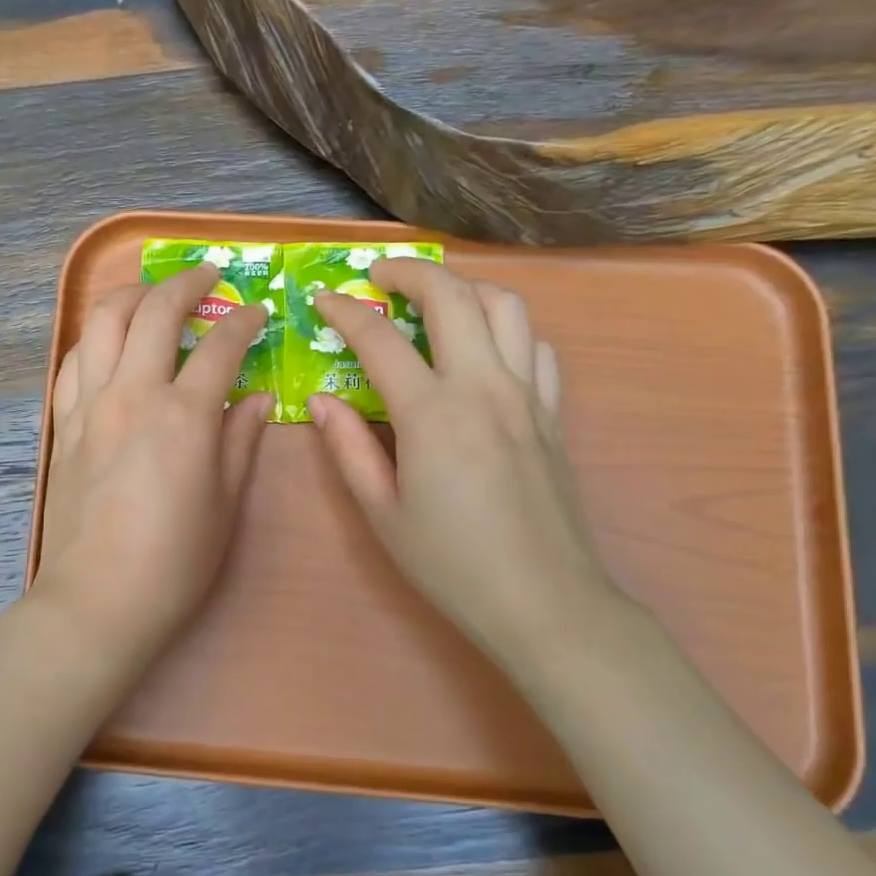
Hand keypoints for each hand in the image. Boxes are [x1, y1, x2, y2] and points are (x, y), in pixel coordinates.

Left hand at [35, 264, 271, 658]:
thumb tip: (257, 398)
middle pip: (156, 312)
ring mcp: (90, 405)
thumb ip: (241, 441)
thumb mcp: (225, 505)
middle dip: (186, 284)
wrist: (97, 601)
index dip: (245, 322)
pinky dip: (97, 338)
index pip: (220, 347)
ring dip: (133, 295)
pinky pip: (75, 360)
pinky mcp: (64, 424)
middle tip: (208, 277)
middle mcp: (133, 395)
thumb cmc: (174, 563)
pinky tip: (110, 343)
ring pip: (105, 323)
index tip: (259, 312)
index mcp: (183, 417)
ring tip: (154, 294)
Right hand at [309, 260, 631, 657]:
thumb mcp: (382, 512)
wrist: (545, 602)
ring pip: (505, 306)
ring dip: (464, 288)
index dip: (344, 311)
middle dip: (409, 272)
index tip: (322, 300)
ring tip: (435, 300)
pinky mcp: (554, 413)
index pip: (380, 338)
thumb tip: (322, 400)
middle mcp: (483, 387)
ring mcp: (527, 395)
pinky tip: (487, 349)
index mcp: (432, 413)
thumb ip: (349, 447)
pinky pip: (537, 347)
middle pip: (451, 295)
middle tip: (378, 276)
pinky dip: (508, 329)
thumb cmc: (451, 563)